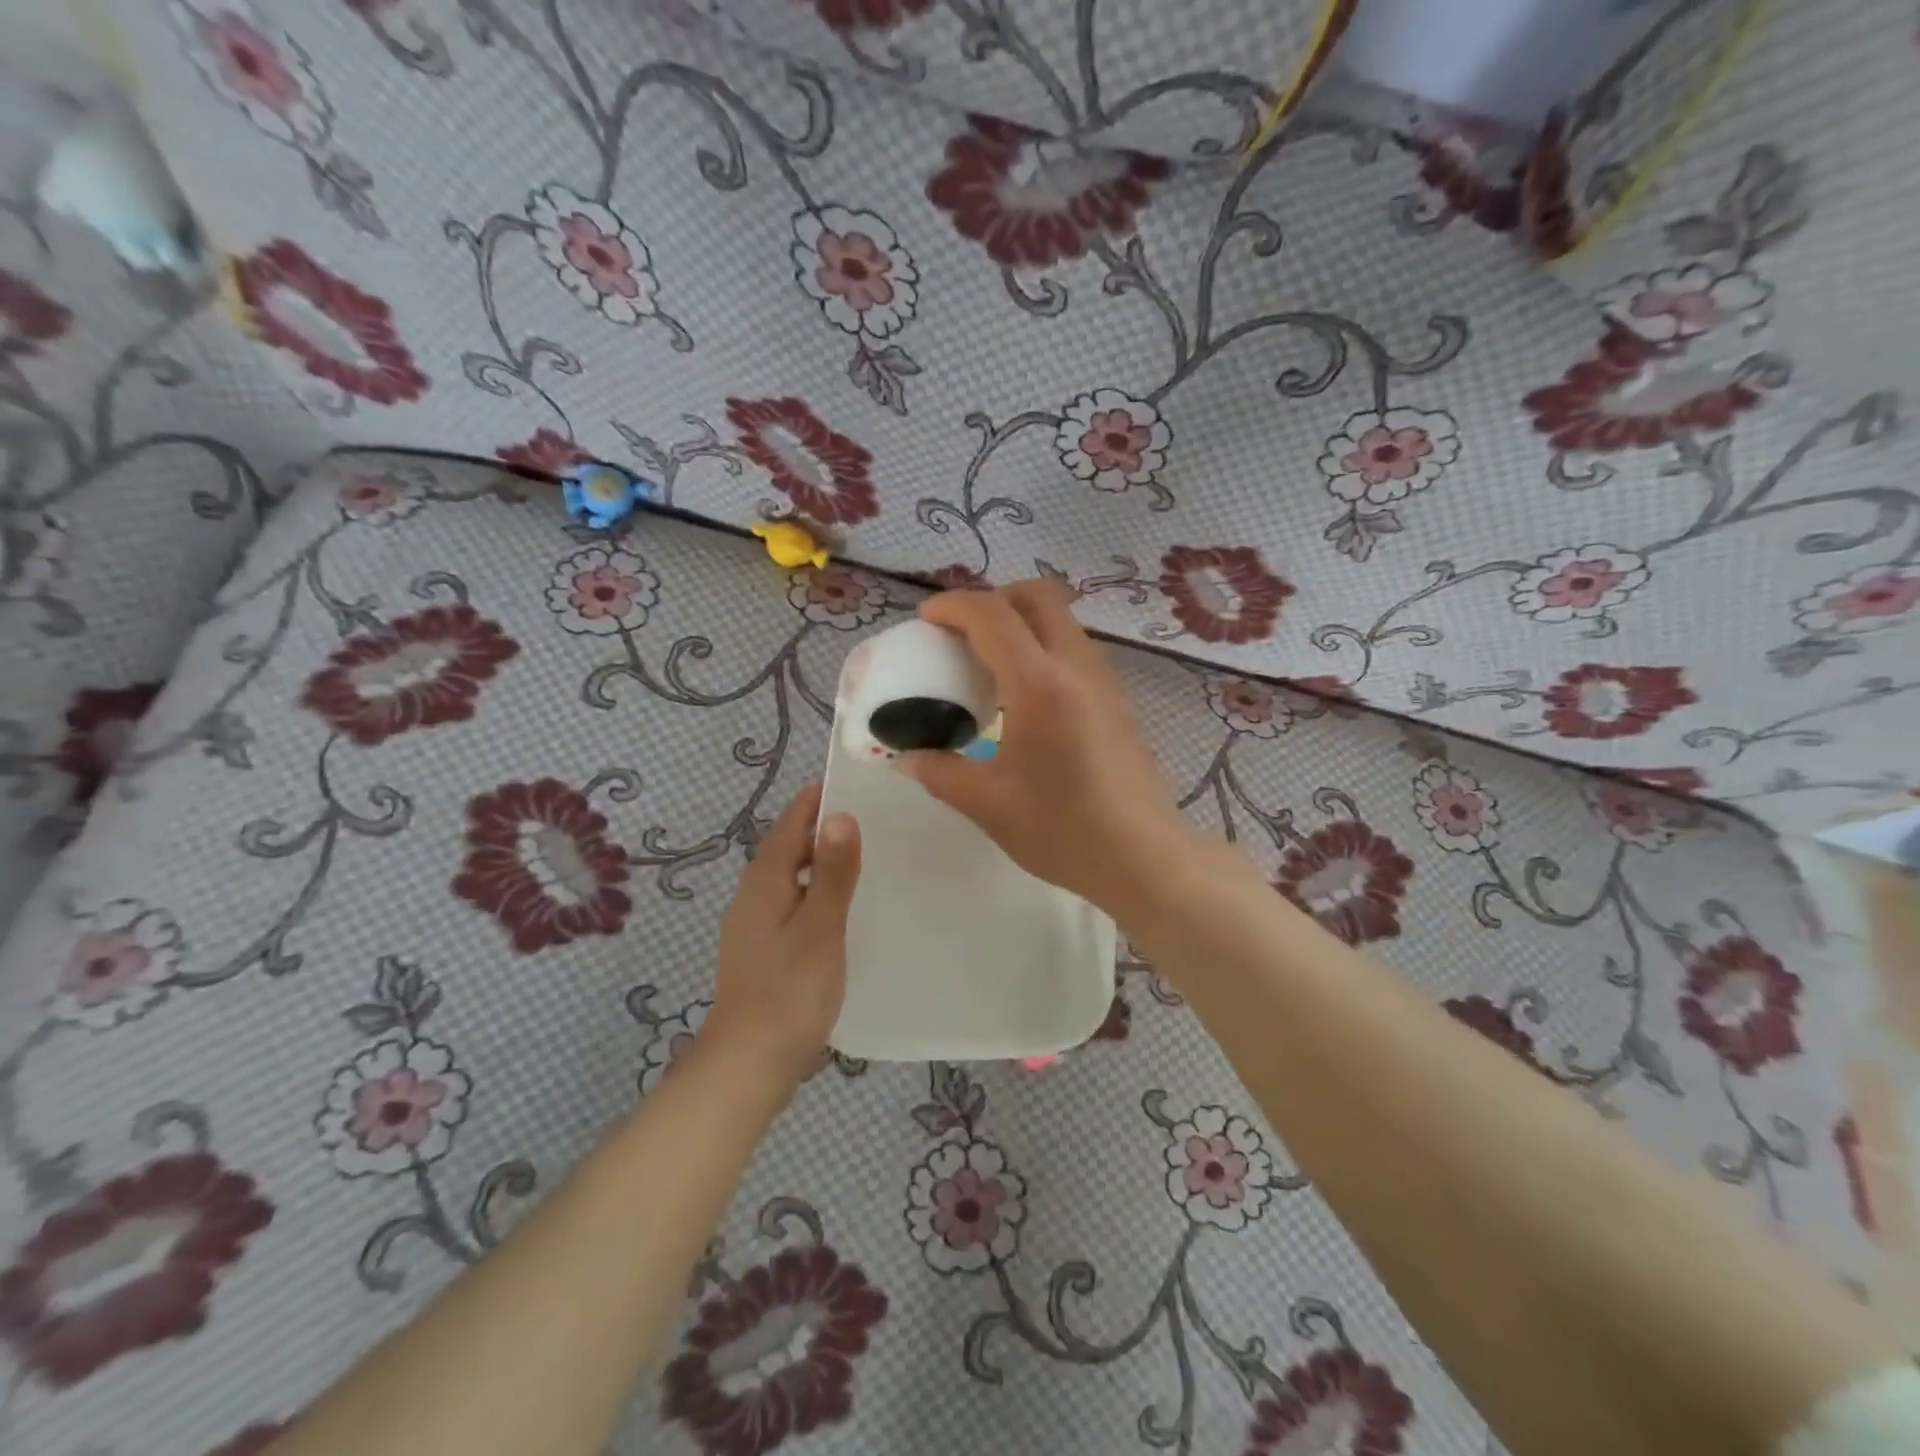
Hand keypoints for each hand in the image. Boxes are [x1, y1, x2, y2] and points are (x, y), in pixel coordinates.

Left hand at [700, 785, 861, 1091]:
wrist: (748, 1064)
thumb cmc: (789, 991)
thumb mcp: (821, 928)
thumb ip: (833, 872)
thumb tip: (841, 814)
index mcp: (765, 880)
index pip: (792, 821)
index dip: (820, 799)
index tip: (858, 785)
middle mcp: (753, 893)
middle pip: (789, 846)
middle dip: (824, 829)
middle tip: (874, 821)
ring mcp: (754, 923)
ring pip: (791, 876)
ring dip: (822, 861)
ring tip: (865, 860)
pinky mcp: (762, 948)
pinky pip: (792, 902)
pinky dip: (816, 892)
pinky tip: (842, 910)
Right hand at [898, 581, 1191, 911]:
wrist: (1143, 858)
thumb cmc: (1062, 830)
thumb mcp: (987, 804)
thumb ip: (939, 771)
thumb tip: (906, 757)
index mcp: (1039, 685)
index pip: (992, 615)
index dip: (953, 606)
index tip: (925, 621)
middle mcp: (1076, 666)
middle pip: (1037, 596)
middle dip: (992, 599)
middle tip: (961, 633)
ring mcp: (1103, 680)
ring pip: (1061, 619)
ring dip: (1021, 621)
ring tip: (989, 664)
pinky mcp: (1116, 699)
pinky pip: (1075, 648)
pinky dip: (1043, 647)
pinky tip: (1025, 697)